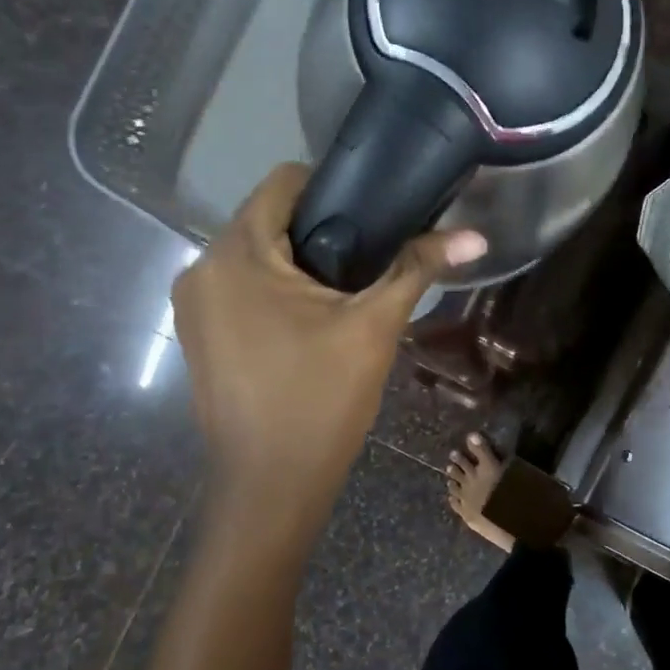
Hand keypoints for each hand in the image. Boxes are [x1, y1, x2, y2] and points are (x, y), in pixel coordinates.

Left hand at [172, 163, 485, 510]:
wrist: (271, 486)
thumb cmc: (320, 400)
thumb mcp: (375, 328)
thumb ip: (418, 269)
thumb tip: (476, 236)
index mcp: (236, 254)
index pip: (283, 183)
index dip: (333, 186)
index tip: (375, 213)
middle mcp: (202, 268)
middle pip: (267, 219)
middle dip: (320, 230)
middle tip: (371, 254)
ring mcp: (193, 306)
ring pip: (254, 256)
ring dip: (298, 262)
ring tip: (347, 288)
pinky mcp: (199, 336)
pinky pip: (240, 289)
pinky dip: (275, 290)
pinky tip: (311, 320)